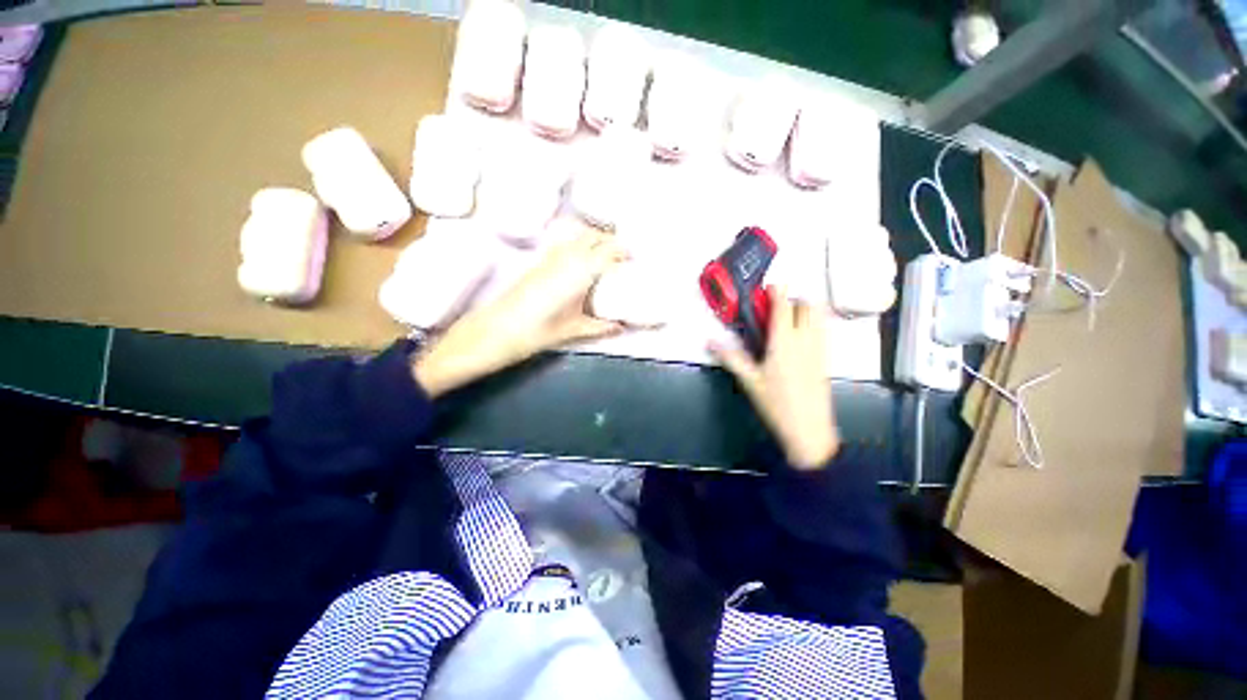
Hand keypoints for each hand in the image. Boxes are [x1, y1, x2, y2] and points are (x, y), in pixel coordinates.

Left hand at [414, 224, 627, 396]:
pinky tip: (579, 261)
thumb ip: (600, 327)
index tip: (634, 259)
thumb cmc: (538, 331)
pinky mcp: (537, 261)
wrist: (495, 330)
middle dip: (610, 240)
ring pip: (577, 236)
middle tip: (622, 256)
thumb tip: (620, 327)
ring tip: (604, 256)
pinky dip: (577, 244)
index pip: (608, 250)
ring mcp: (549, 256)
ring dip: (593, 239)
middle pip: (593, 235)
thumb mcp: (573, 330)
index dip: (624, 251)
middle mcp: (565, 257)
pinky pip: (564, 243)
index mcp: (579, 272)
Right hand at [711, 288, 839, 469]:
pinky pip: (823, 330)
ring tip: (788, 319)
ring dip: (806, 309)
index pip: (784, 306)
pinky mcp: (826, 358)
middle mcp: (806, 339)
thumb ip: (731, 357)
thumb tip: (710, 341)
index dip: (778, 292)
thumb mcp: (749, 381)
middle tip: (776, 308)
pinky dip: (814, 323)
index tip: (770, 287)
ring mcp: (820, 348)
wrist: (809, 430)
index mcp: (784, 342)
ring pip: (820, 315)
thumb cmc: (776, 404)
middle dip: (794, 299)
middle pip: (808, 305)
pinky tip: (800, 338)